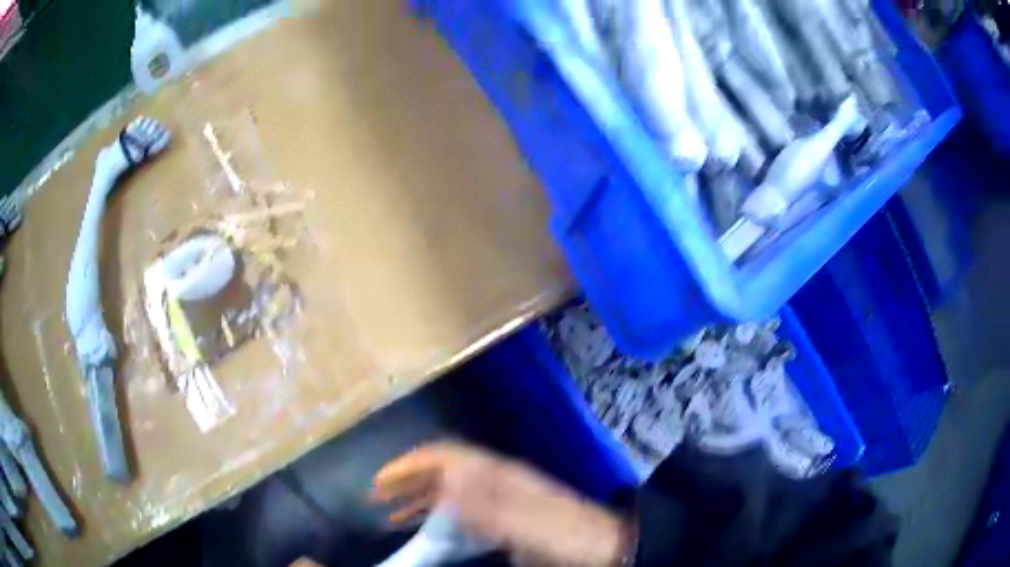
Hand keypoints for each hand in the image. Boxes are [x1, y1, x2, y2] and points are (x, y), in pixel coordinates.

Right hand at [372, 442, 630, 566]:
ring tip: (387, 513)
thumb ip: (490, 505)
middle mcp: (494, 482)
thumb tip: (445, 482)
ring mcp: (498, 502)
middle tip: (374, 496)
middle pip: (442, 473)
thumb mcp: (531, 521)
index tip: (381, 481)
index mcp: (500, 475)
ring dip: (416, 499)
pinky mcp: (501, 522)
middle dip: (407, 480)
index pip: (447, 457)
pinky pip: (459, 515)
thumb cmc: (566, 533)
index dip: (411, 464)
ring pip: (447, 493)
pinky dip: (435, 518)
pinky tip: (421, 529)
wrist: (603, 548)